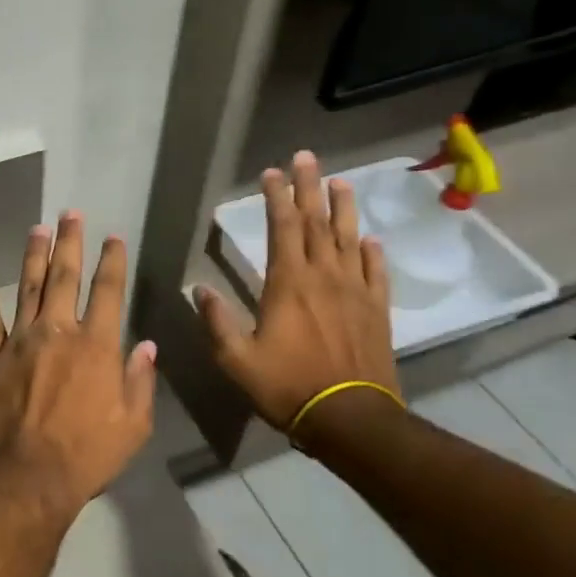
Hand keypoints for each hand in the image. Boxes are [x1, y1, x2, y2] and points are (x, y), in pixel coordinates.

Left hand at [0, 214, 157, 517]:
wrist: (29, 476)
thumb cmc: (89, 454)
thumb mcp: (133, 424)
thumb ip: (140, 380)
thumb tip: (146, 346)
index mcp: (96, 346)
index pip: (108, 292)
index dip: (112, 261)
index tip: (113, 237)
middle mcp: (58, 332)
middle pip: (64, 277)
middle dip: (69, 242)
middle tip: (69, 214)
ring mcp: (20, 343)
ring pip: (26, 289)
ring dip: (32, 257)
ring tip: (36, 229)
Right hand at [197, 150, 399, 436]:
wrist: (350, 418)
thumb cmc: (287, 387)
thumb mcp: (236, 360)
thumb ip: (216, 322)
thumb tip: (199, 290)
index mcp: (288, 284)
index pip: (282, 228)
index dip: (277, 197)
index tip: (272, 172)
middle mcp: (324, 277)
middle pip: (317, 223)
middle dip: (309, 187)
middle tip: (307, 158)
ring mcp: (355, 292)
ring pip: (350, 239)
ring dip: (343, 208)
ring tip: (340, 182)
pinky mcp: (377, 310)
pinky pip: (376, 273)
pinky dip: (372, 253)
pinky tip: (370, 240)